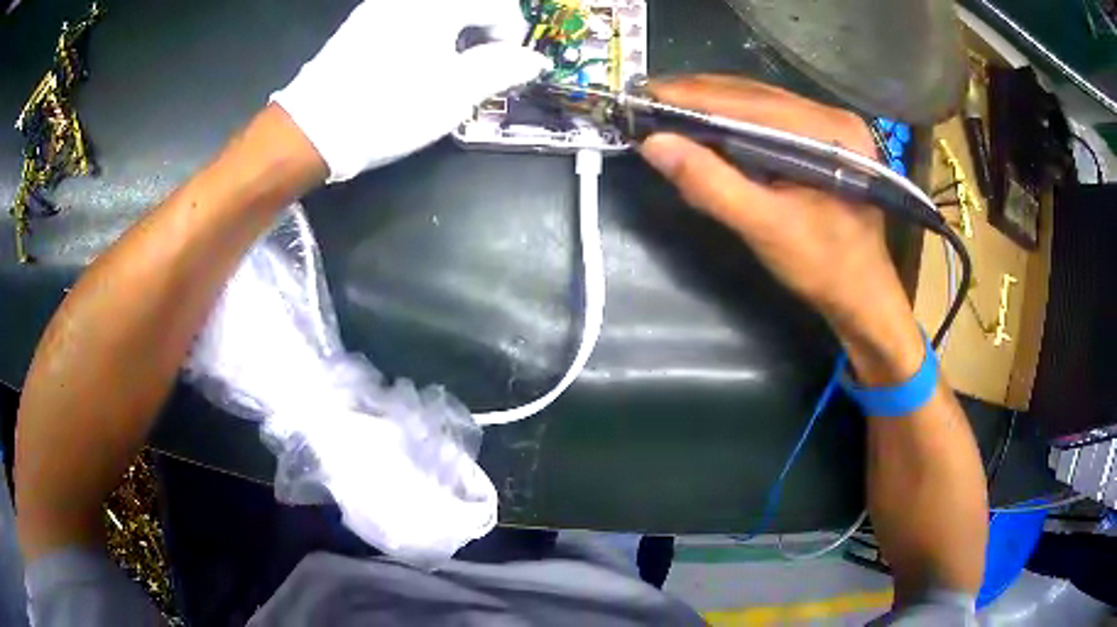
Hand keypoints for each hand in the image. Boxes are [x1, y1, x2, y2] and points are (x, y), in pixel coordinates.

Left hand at [272, 0, 550, 182]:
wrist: (312, 130)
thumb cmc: (389, 109)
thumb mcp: (456, 93)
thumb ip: (503, 68)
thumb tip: (534, 59)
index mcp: (439, 5)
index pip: (499, 6)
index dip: (511, 37)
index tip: (504, 70)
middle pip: (469, 4)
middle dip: (483, 32)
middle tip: (478, 69)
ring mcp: (381, 6)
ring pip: (439, 10)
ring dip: (456, 33)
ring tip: (446, 70)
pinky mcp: (362, 23)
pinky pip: (410, 16)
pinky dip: (427, 34)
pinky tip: (414, 64)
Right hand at [640, 75, 922, 381]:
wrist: (862, 294)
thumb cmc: (822, 267)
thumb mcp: (763, 227)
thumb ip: (709, 183)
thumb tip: (653, 144)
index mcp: (828, 132)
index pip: (748, 101)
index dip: (691, 96)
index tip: (642, 96)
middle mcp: (832, 115)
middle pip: (753, 94)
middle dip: (697, 97)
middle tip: (647, 103)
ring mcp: (831, 124)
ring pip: (759, 101)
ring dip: (712, 105)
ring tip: (667, 111)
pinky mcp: (825, 138)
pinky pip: (770, 117)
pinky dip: (734, 119)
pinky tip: (707, 127)